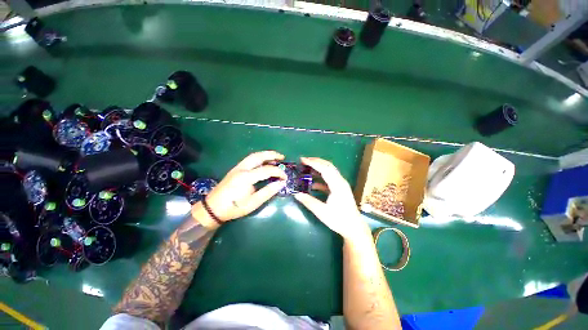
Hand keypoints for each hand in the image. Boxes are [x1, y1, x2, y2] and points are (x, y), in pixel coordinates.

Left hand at [192, 151, 286, 227]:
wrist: (213, 208)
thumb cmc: (234, 207)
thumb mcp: (253, 202)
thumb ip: (268, 191)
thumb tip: (281, 183)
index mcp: (246, 177)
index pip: (267, 170)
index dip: (278, 172)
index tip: (285, 177)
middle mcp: (242, 168)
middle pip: (259, 156)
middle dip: (272, 154)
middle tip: (282, 157)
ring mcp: (237, 167)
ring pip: (253, 156)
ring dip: (265, 155)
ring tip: (275, 158)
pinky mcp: (235, 169)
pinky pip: (249, 159)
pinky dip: (259, 158)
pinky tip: (263, 162)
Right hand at [294, 157, 370, 242]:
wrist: (354, 228)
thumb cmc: (339, 220)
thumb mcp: (322, 212)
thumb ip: (309, 202)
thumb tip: (296, 194)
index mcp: (337, 185)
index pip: (324, 169)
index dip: (313, 163)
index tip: (302, 160)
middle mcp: (340, 181)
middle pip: (328, 166)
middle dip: (316, 161)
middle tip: (304, 160)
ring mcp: (341, 185)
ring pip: (329, 171)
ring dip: (318, 168)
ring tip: (307, 168)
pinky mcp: (340, 189)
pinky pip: (329, 179)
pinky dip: (321, 178)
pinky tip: (313, 184)